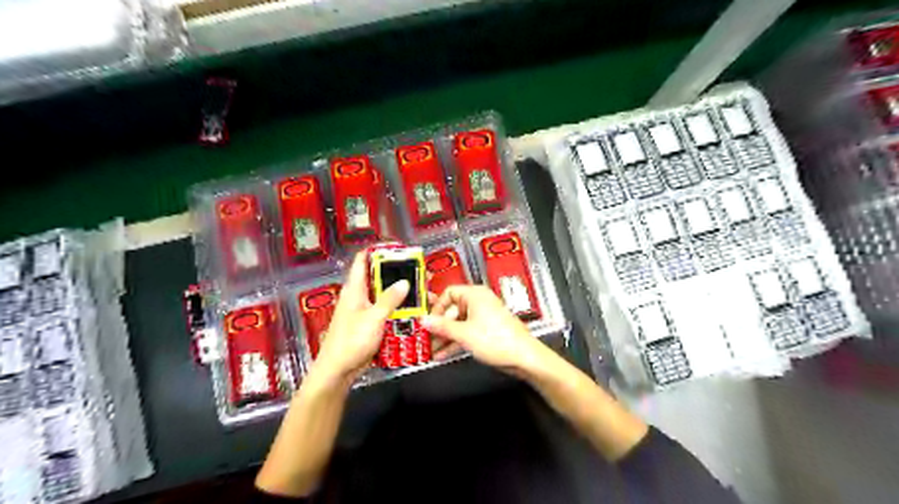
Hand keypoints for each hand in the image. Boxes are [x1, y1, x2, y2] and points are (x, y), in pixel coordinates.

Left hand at [310, 251, 407, 385]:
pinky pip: (387, 311)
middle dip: (398, 274)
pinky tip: (415, 311)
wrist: (338, 371)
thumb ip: (390, 299)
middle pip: (379, 277)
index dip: (379, 250)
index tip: (399, 249)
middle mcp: (359, 296)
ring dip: (402, 294)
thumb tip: (405, 282)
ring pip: (385, 295)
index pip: (363, 259)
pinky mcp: (371, 324)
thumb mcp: (373, 318)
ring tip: (422, 292)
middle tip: (420, 273)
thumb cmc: (351, 342)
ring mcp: (365, 310)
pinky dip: (400, 309)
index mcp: (355, 288)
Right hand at [423, 285, 548, 376]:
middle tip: (426, 337)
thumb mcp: (464, 333)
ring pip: (458, 324)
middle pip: (452, 310)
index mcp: (475, 294)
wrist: (523, 357)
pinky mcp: (486, 331)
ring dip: (445, 336)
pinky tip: (443, 354)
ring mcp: (483, 317)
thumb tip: (424, 320)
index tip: (427, 320)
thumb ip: (442, 327)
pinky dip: (455, 342)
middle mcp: (479, 302)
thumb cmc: (498, 339)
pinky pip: (466, 332)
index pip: (449, 293)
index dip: (436, 306)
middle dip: (439, 326)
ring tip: (431, 349)